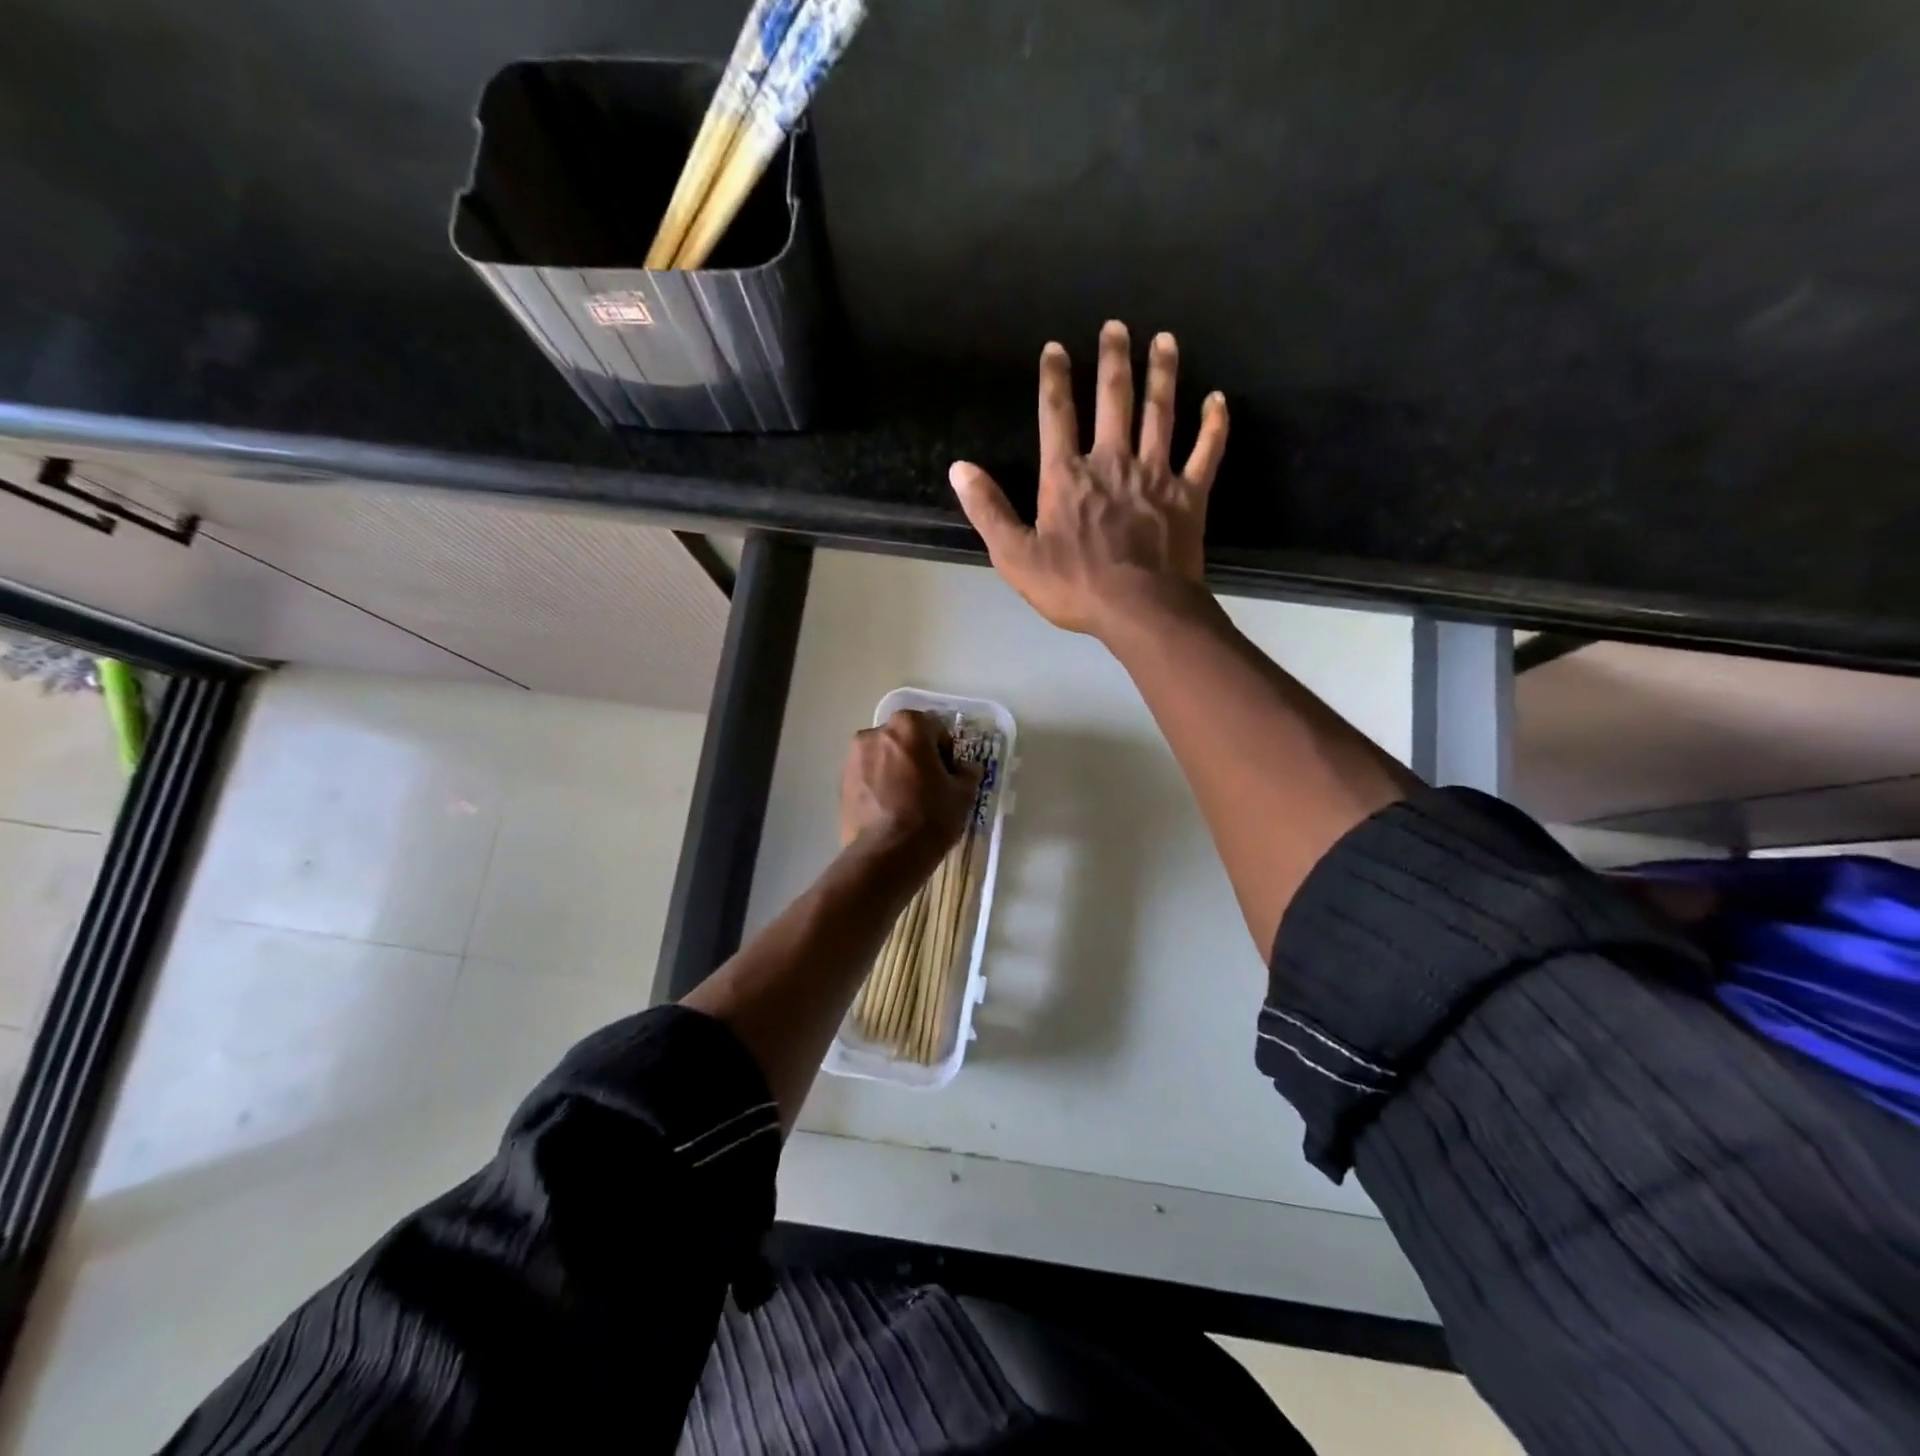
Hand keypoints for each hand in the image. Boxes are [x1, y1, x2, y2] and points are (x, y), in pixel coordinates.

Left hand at [839, 710, 980, 860]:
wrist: (885, 855)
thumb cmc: (930, 817)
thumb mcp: (962, 794)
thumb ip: (967, 772)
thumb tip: (963, 768)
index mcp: (908, 726)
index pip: (935, 728)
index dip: (947, 751)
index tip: (949, 775)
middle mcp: (875, 732)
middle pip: (905, 739)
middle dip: (918, 756)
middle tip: (930, 786)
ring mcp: (853, 757)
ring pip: (884, 756)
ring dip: (896, 769)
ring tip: (908, 801)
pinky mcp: (841, 782)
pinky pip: (868, 775)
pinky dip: (879, 785)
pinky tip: (889, 810)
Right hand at [949, 320, 1229, 639]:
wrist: (1140, 610)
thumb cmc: (1074, 586)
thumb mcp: (1016, 556)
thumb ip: (988, 510)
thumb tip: (959, 469)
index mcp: (1067, 477)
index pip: (1057, 416)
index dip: (1054, 379)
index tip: (1056, 347)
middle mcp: (1112, 463)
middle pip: (1114, 401)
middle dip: (1114, 360)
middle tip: (1117, 326)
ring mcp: (1155, 475)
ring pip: (1160, 414)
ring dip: (1163, 375)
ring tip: (1165, 340)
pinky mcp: (1189, 495)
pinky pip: (1206, 452)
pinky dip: (1214, 425)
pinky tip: (1218, 400)